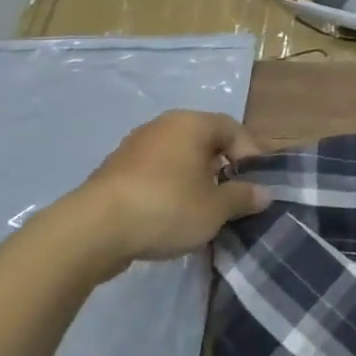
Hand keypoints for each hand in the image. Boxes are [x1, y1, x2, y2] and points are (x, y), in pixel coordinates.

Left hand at [76, 110, 272, 270]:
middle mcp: (163, 126)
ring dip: (194, 180)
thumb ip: (244, 197)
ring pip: (177, 159)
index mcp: (192, 124)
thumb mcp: (217, 208)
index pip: (233, 129)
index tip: (256, 183)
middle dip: (222, 168)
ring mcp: (133, 148)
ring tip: (202, 210)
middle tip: (231, 196)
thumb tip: (264, 193)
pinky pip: (153, 175)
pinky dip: (168, 190)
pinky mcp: (112, 172)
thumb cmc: (167, 207)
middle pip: (204, 142)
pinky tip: (170, 217)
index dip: (250, 155)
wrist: (91, 231)